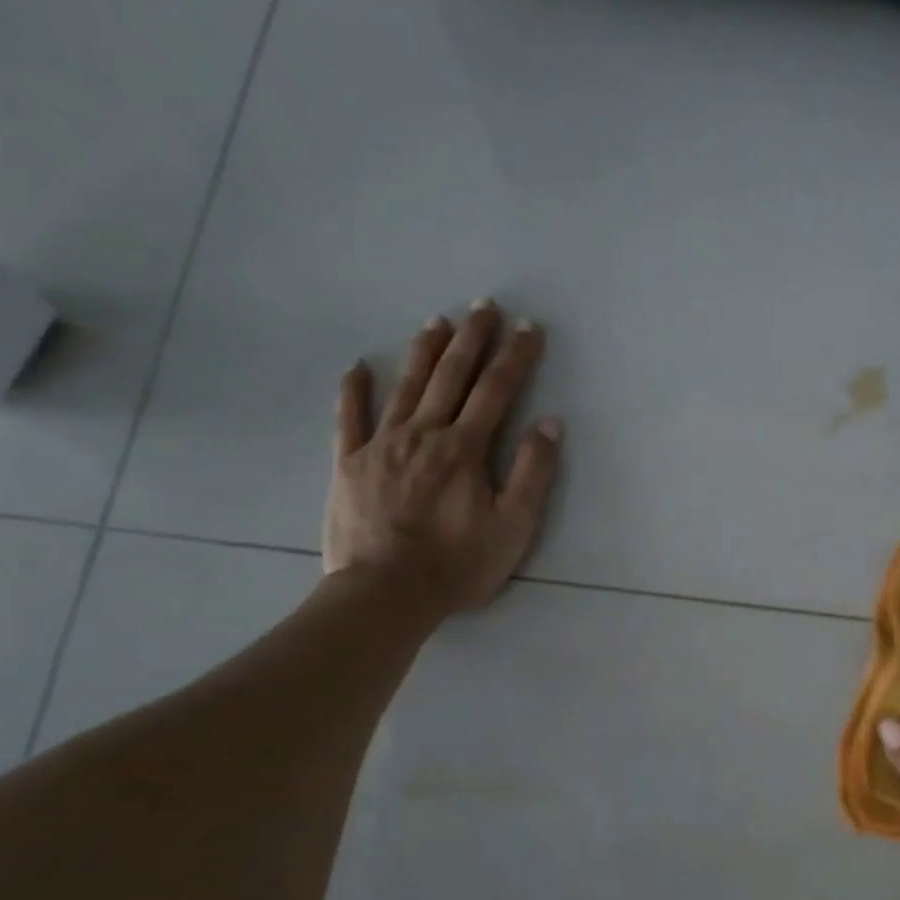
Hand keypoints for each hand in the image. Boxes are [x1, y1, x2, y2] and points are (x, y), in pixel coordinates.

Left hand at [322, 299, 562, 615]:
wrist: (386, 594)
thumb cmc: (457, 564)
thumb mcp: (513, 526)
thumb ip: (532, 472)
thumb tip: (550, 423)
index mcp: (465, 448)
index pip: (496, 390)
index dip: (515, 356)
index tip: (529, 328)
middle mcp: (424, 434)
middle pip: (451, 376)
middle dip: (472, 339)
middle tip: (484, 306)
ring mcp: (381, 445)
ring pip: (405, 387)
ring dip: (424, 352)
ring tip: (437, 322)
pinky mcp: (349, 464)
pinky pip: (350, 418)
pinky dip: (354, 391)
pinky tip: (358, 368)